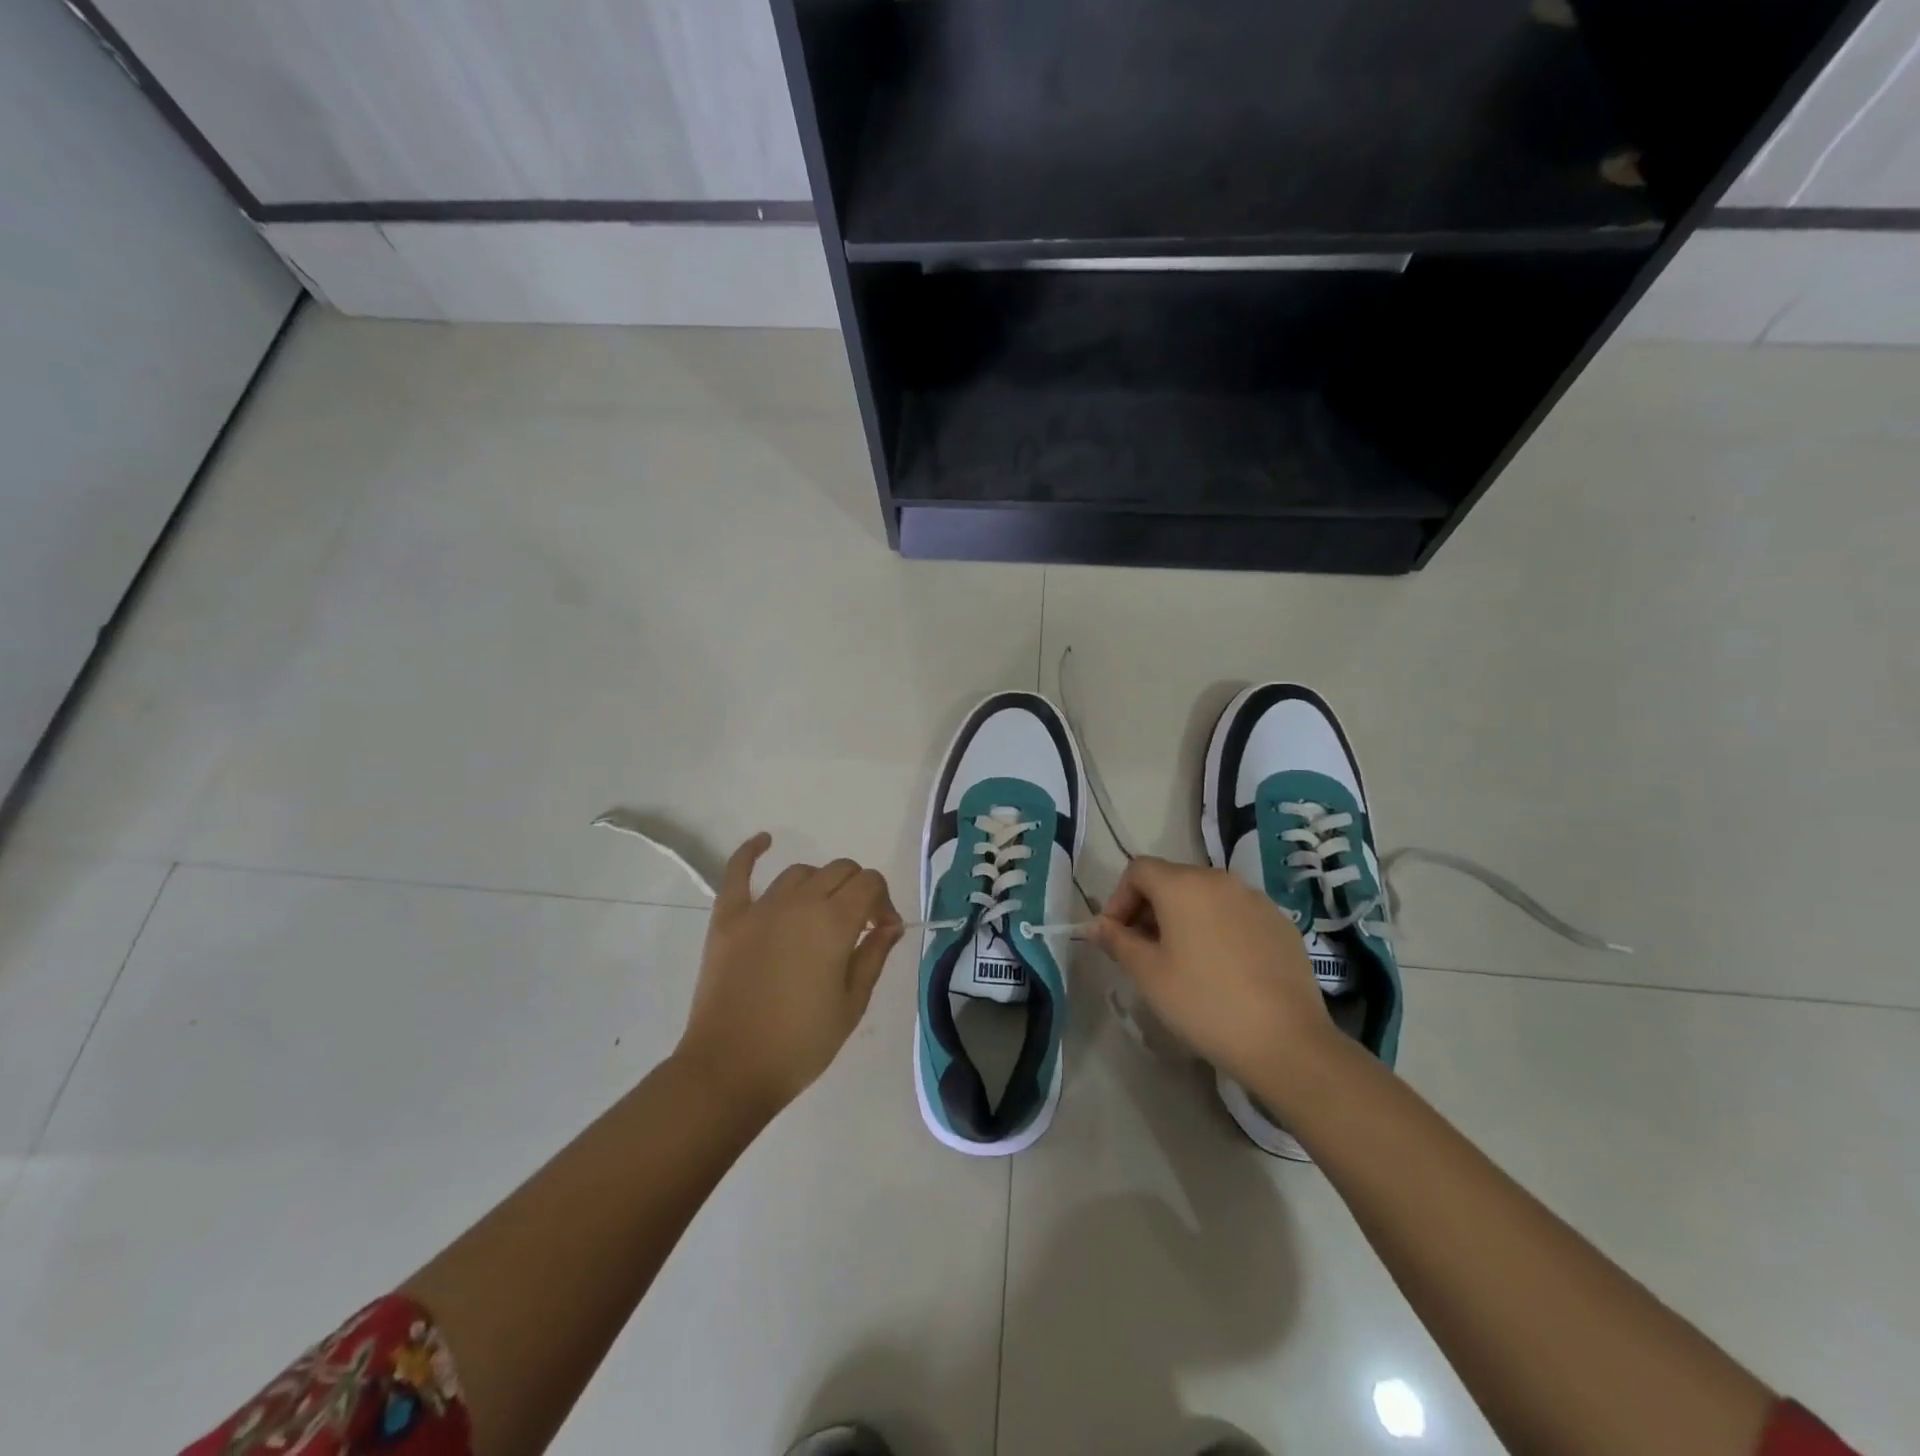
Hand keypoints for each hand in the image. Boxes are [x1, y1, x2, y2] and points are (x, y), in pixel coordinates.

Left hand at [675, 834, 903, 1116]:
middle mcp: (800, 902)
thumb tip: (890, 923)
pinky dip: (751, 851)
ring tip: (818, 915)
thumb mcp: (852, 1004)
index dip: (883, 901)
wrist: (730, 1069)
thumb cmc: (801, 1044)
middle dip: (857, 889)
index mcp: (834, 922)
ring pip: (800, 872)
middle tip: (856, 927)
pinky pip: (738, 872)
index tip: (882, 931)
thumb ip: (874, 955)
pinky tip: (764, 841)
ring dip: (818, 885)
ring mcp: (760, 907)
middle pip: (839, 870)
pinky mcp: (728, 917)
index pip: (870, 883)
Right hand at [1087, 857, 1339, 1104]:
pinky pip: (1236, 913)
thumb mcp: (1148, 974)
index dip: (1119, 899)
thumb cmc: (1203, 1002)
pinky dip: (1218, 928)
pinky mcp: (1281, 923)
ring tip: (1182, 960)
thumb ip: (1117, 941)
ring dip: (1184, 918)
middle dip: (1149, 908)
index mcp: (1183, 885)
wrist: (1285, 1041)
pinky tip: (1222, 969)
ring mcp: (1256, 900)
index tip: (1115, 936)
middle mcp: (1220, 880)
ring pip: (1206, 896)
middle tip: (1143, 951)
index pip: (1138, 870)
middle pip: (1172, 879)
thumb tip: (1095, 926)